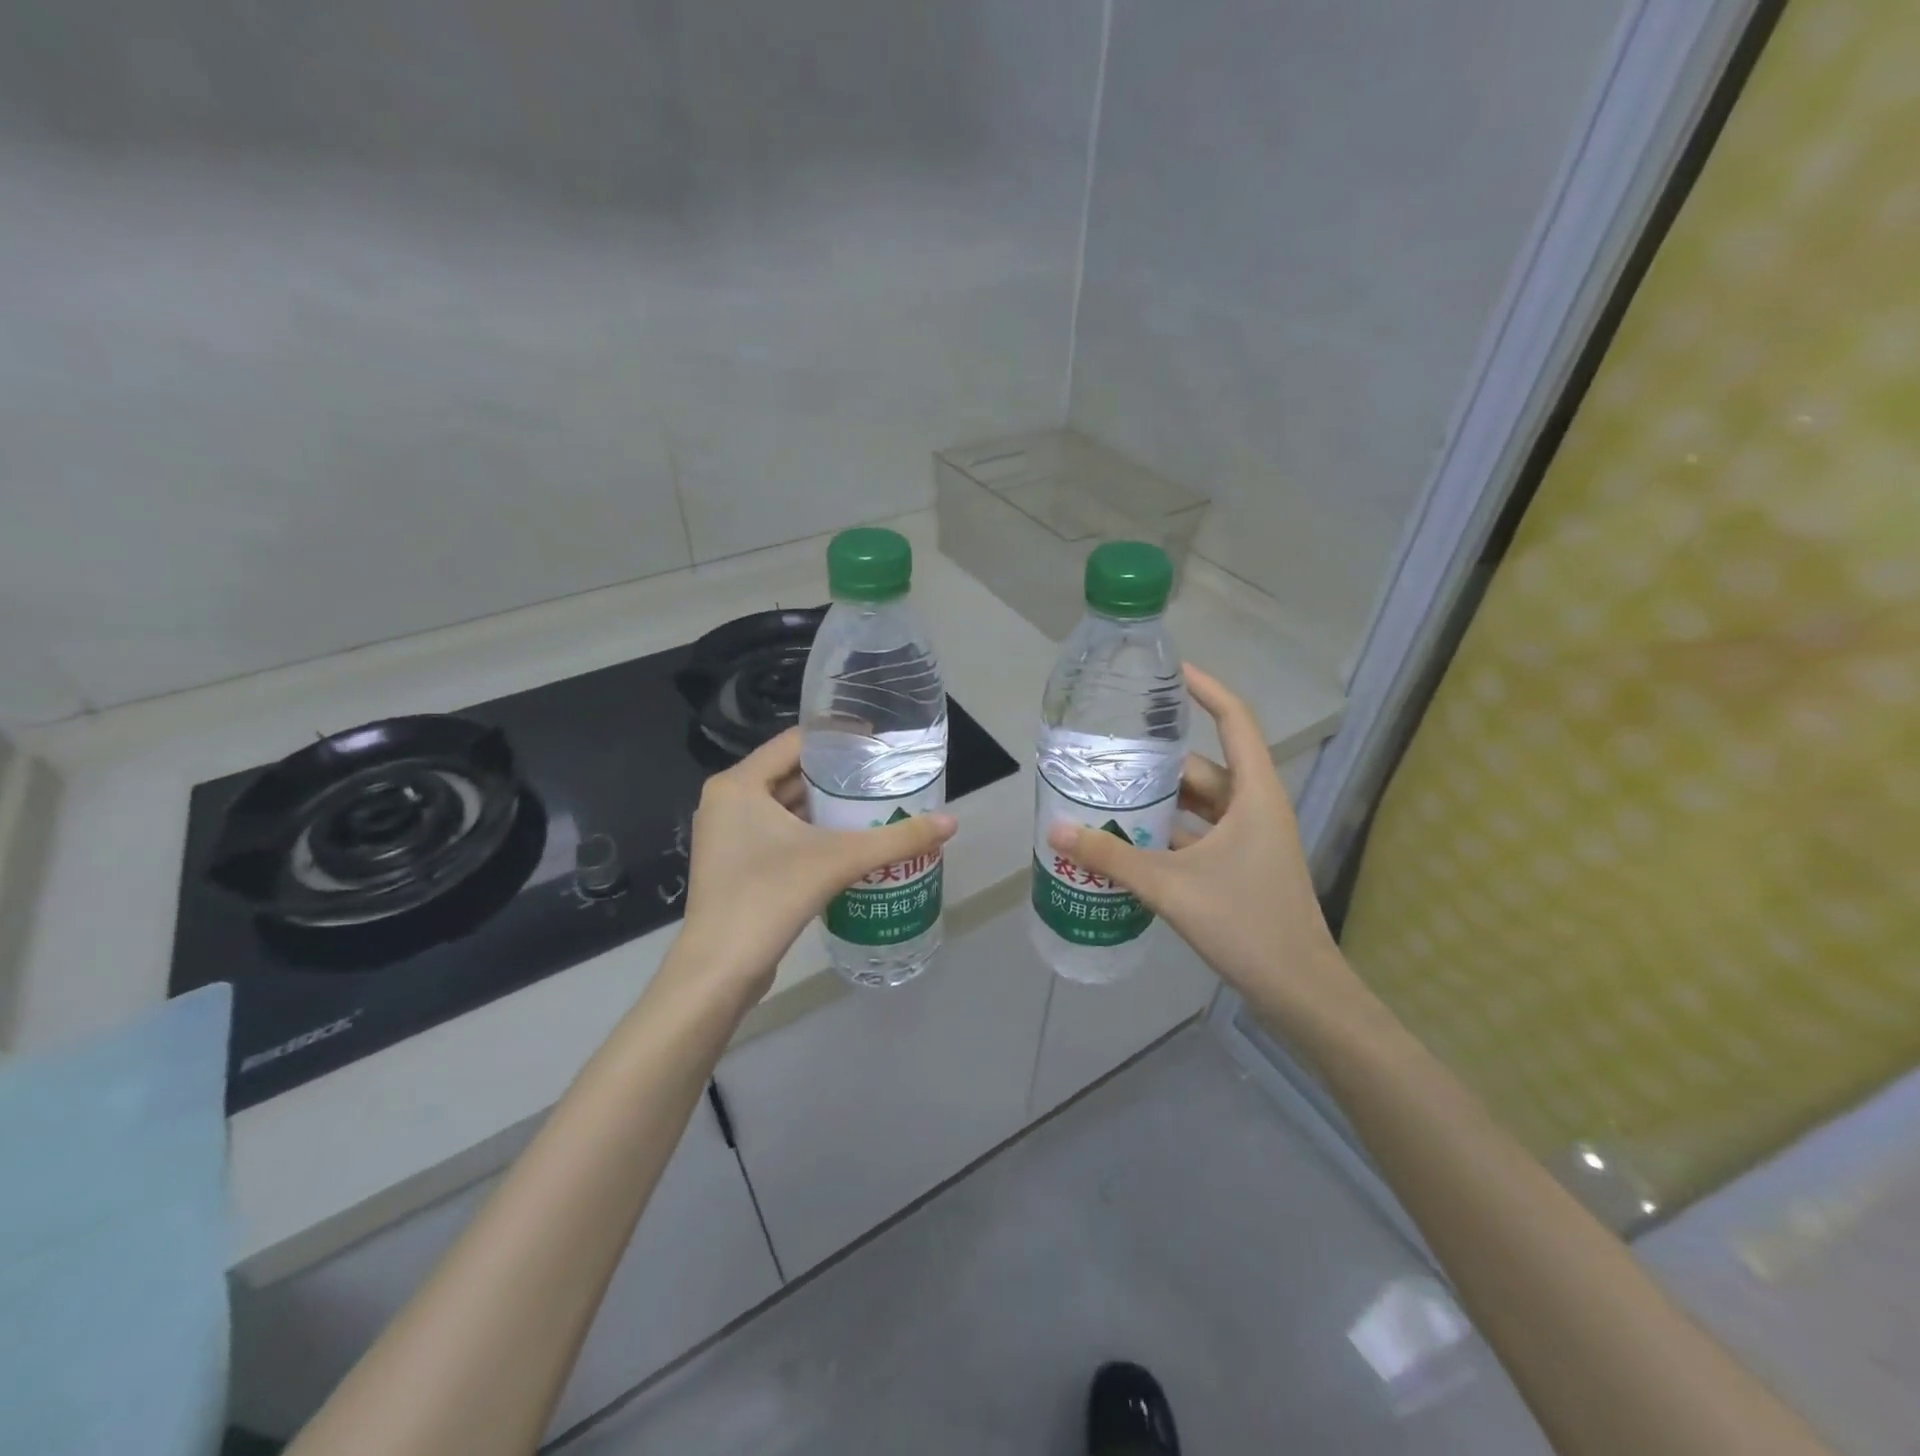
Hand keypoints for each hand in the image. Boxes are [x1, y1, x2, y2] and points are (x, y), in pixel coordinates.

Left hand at [676, 728, 956, 996]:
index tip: (878, 743)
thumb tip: (952, 823)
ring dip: (825, 805)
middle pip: (790, 773)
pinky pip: (777, 831)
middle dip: (837, 775)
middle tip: (883, 776)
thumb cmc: (770, 897)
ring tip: (873, 804)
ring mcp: (727, 834)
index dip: (838, 738)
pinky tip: (847, 840)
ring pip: (784, 805)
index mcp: (738, 784)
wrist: (720, 970)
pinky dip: (810, 830)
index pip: (795, 742)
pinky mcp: (734, 863)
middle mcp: (727, 801)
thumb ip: (896, 838)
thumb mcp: (839, 860)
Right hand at [1047, 665, 1355, 1012]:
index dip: (1206, 688)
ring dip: (1158, 802)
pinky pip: (1198, 834)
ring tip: (1107, 797)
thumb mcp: (1172, 887)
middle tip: (1106, 756)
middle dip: (1156, 763)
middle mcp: (1255, 807)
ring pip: (1198, 804)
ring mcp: (1250, 839)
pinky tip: (1129, 843)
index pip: (1234, 720)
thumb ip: (1111, 859)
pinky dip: (1167, 834)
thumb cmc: (1247, 925)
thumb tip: (1054, 829)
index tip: (1169, 671)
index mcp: (1254, 794)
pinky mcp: (1241, 866)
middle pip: (1202, 767)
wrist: (1301, 992)